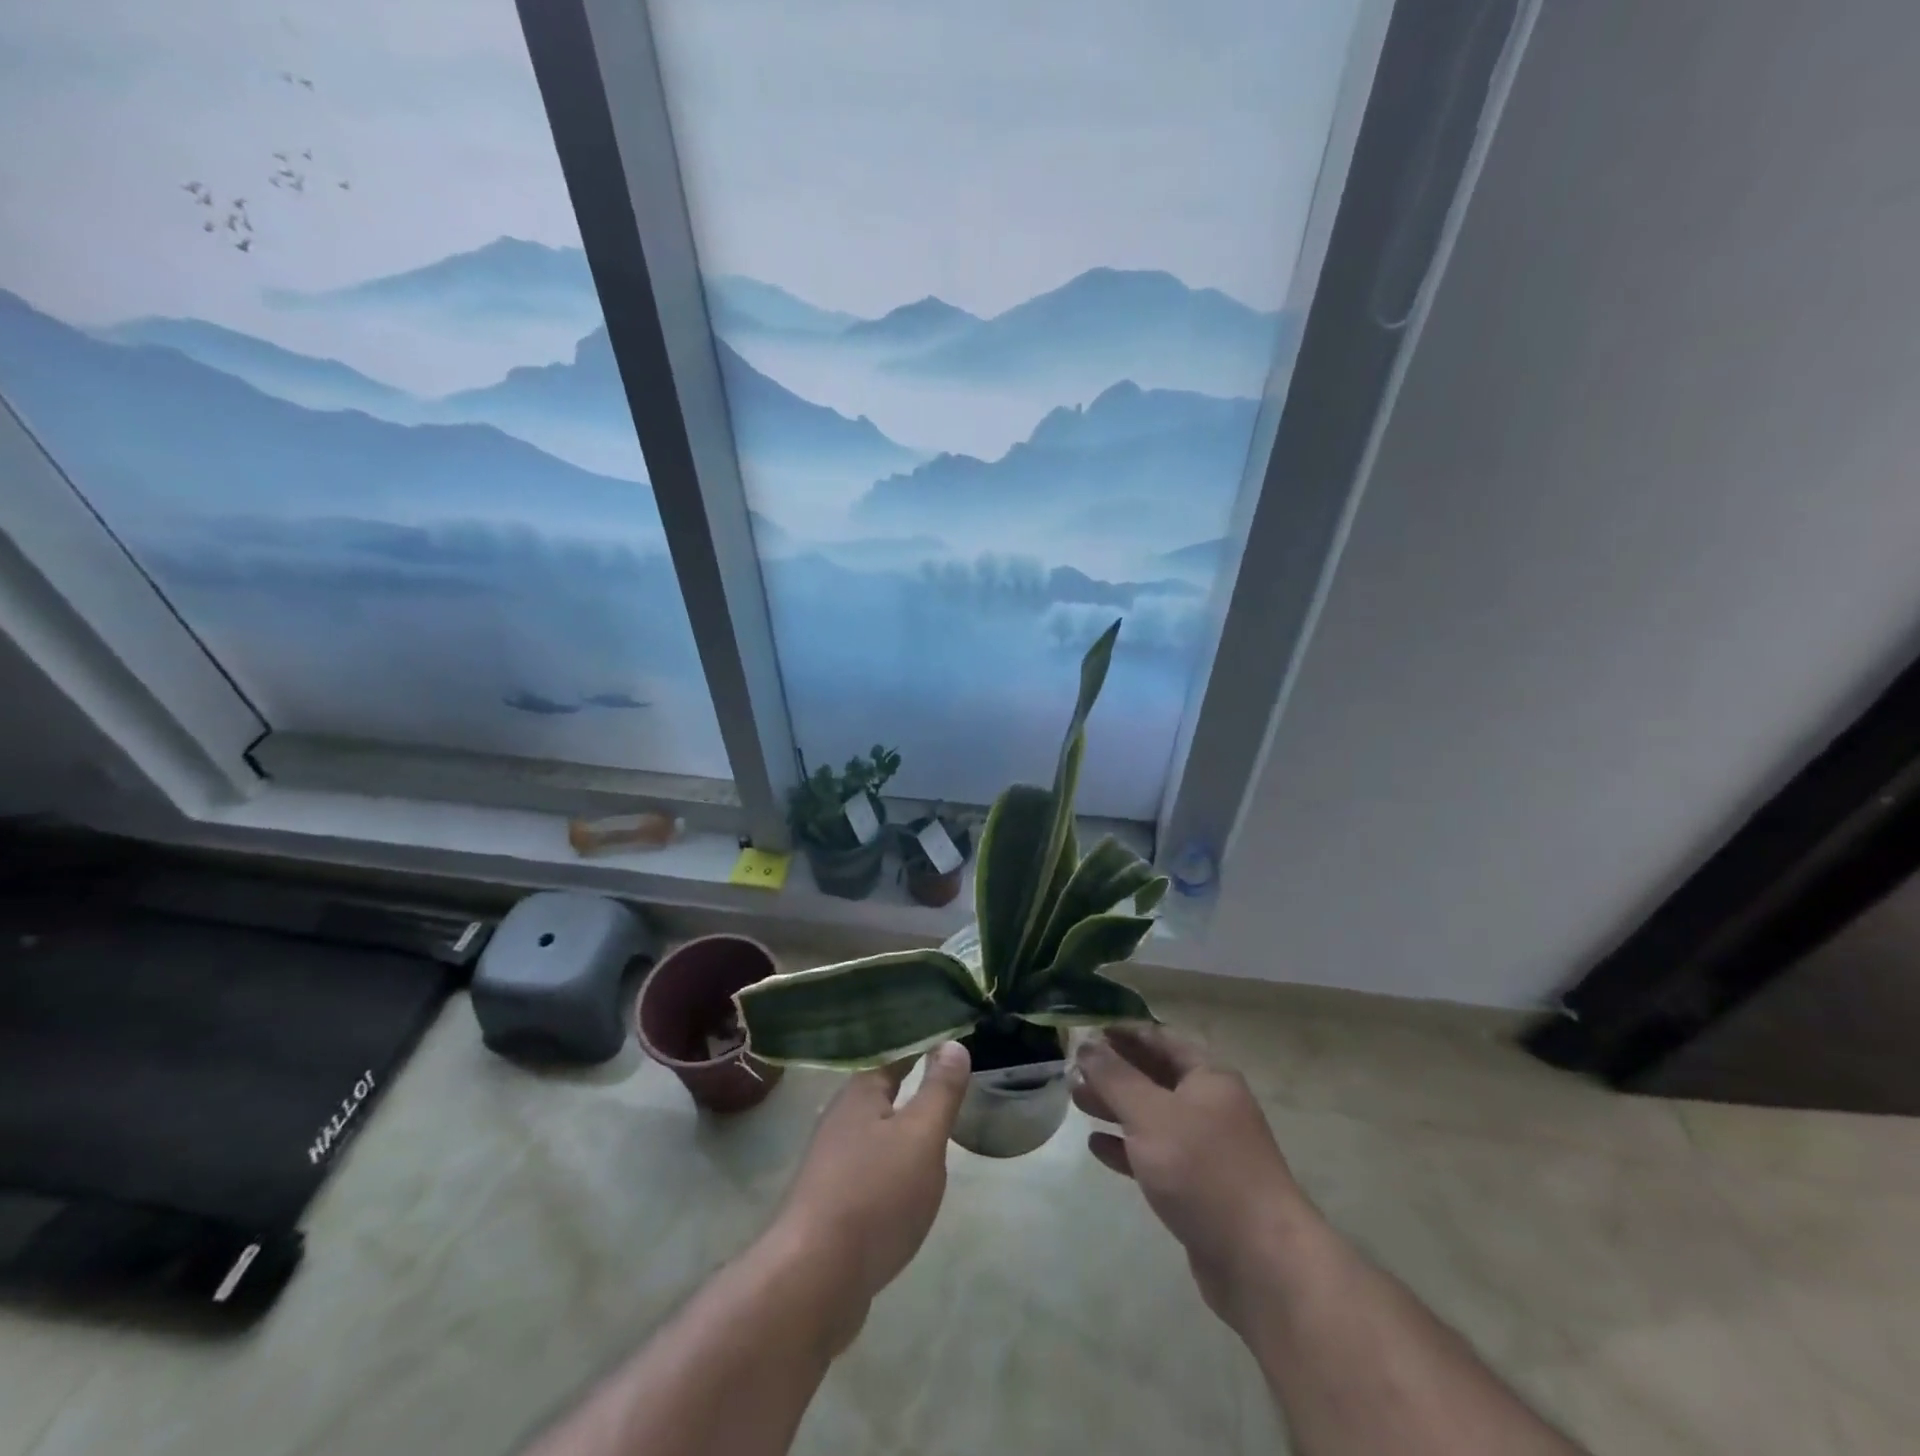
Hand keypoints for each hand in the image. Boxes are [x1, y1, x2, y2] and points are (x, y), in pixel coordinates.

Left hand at [769, 1041, 971, 1318]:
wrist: (813, 1281)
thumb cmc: (874, 1195)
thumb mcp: (921, 1136)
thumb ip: (940, 1090)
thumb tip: (953, 1043)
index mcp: (860, 1092)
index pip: (894, 1052)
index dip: (922, 1043)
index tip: (950, 1034)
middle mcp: (841, 1118)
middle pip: (883, 1090)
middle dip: (913, 1082)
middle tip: (950, 1075)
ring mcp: (832, 1162)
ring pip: (876, 1130)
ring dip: (903, 1124)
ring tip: (935, 1123)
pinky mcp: (832, 1202)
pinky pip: (871, 1167)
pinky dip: (894, 1163)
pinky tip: (910, 1179)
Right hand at [1074, 1027, 1310, 1328]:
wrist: (1261, 1262)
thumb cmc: (1204, 1170)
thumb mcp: (1150, 1114)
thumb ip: (1115, 1077)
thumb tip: (1087, 1043)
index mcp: (1208, 1077)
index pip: (1161, 1039)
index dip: (1124, 1032)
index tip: (1087, 1030)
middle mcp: (1211, 1106)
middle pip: (1155, 1077)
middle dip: (1114, 1071)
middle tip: (1074, 1069)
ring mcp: (1207, 1150)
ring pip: (1153, 1117)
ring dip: (1116, 1107)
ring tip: (1077, 1101)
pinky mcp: (1199, 1189)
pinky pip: (1156, 1156)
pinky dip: (1127, 1148)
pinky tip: (1097, 1146)